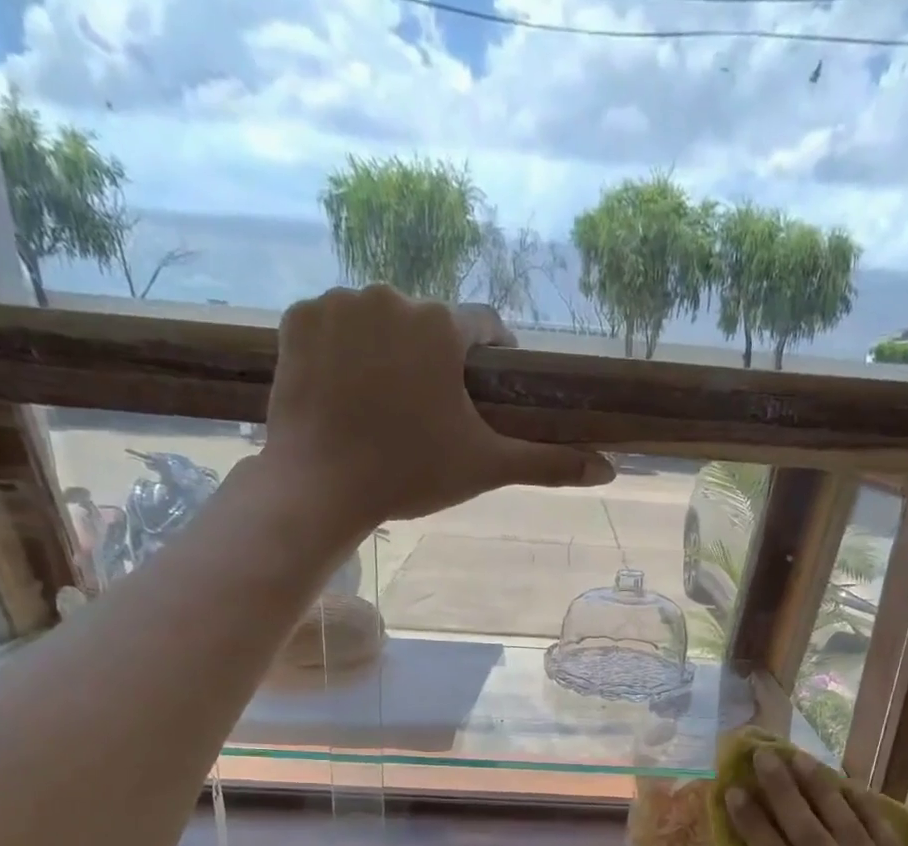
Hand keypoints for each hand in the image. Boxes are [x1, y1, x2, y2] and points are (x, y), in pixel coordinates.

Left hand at [260, 286, 613, 529]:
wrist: (320, 487)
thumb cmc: (410, 474)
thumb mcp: (486, 468)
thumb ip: (548, 462)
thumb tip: (609, 471)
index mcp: (442, 325)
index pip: (484, 326)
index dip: (490, 358)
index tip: (481, 392)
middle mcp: (392, 296)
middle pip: (428, 324)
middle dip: (433, 359)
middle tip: (426, 411)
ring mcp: (339, 304)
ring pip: (379, 321)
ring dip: (387, 351)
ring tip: (383, 404)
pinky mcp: (297, 319)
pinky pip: (333, 325)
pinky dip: (342, 351)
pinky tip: (344, 391)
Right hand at [726, 749, 907, 845]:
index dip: (758, 828)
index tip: (736, 794)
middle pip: (817, 839)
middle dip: (786, 794)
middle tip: (764, 756)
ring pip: (852, 832)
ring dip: (822, 790)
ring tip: (800, 758)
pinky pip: (888, 843)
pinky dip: (867, 812)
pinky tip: (851, 786)